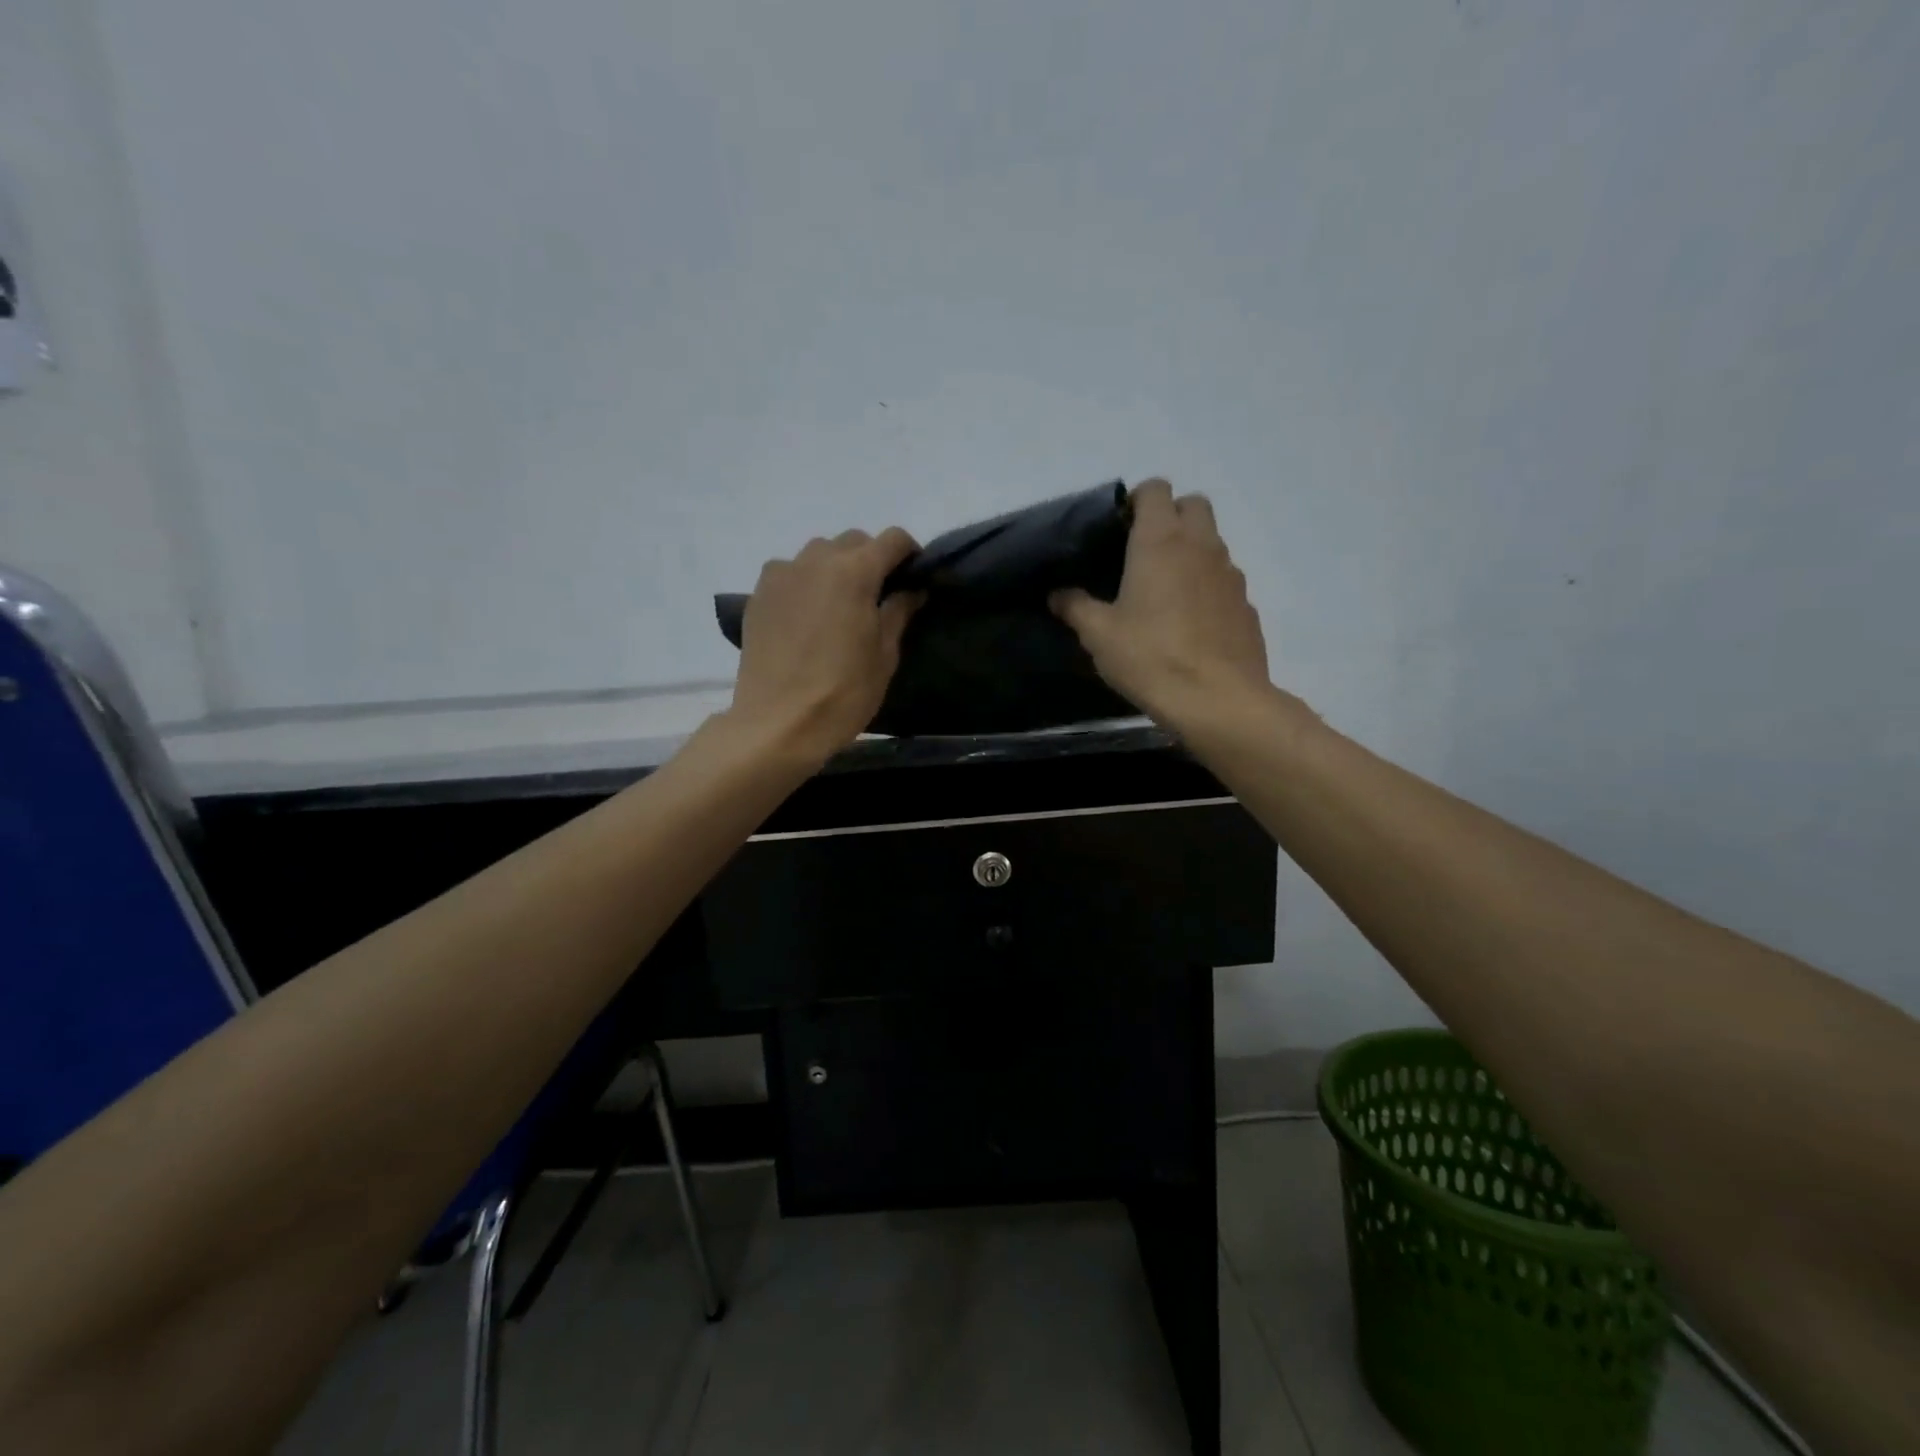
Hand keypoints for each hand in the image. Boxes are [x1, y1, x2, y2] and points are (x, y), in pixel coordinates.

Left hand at [727, 527, 922, 762]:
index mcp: (854, 571)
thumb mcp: (884, 655)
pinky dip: (805, 583)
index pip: (892, 540)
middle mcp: (815, 560)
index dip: (909, 554)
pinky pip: (790, 573)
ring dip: (836, 568)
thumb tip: (912, 589)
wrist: (778, 724)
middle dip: (872, 560)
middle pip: (853, 542)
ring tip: (840, 605)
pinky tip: (808, 616)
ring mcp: (781, 575)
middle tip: (879, 596)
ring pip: (818, 554)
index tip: (914, 578)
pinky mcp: (758, 595)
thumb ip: (899, 612)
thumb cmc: (843, 693)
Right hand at [1051, 479, 1270, 729]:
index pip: (1155, 489)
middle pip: (1193, 504)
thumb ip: (1075, 607)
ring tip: (1164, 592)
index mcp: (1160, 541)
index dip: (1137, 501)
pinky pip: (1224, 581)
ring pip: (1212, 542)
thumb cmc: (1150, 657)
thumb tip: (1057, 594)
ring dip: (1190, 552)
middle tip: (1143, 553)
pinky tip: (1190, 623)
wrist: (1217, 700)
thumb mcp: (1099, 635)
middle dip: (1170, 516)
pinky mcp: (1246, 604)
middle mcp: (1201, 545)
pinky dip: (1207, 587)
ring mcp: (1230, 574)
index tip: (1119, 529)